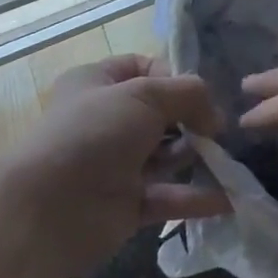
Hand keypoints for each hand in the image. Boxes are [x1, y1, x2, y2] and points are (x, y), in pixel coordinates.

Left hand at [6, 53, 231, 271]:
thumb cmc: (94, 133)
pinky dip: (197, 197)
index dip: (174, 76)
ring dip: (198, 156)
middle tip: (218, 129)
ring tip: (229, 159)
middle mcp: (105, 121)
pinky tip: (230, 197)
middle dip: (193, 119)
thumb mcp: (146, 94)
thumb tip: (215, 117)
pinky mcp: (124, 205)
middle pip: (161, 113)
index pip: (144, 67)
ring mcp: (115, 165)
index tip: (199, 93)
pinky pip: (167, 196)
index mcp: (97, 83)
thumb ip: (189, 94)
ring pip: (166, 155)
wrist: (47, 210)